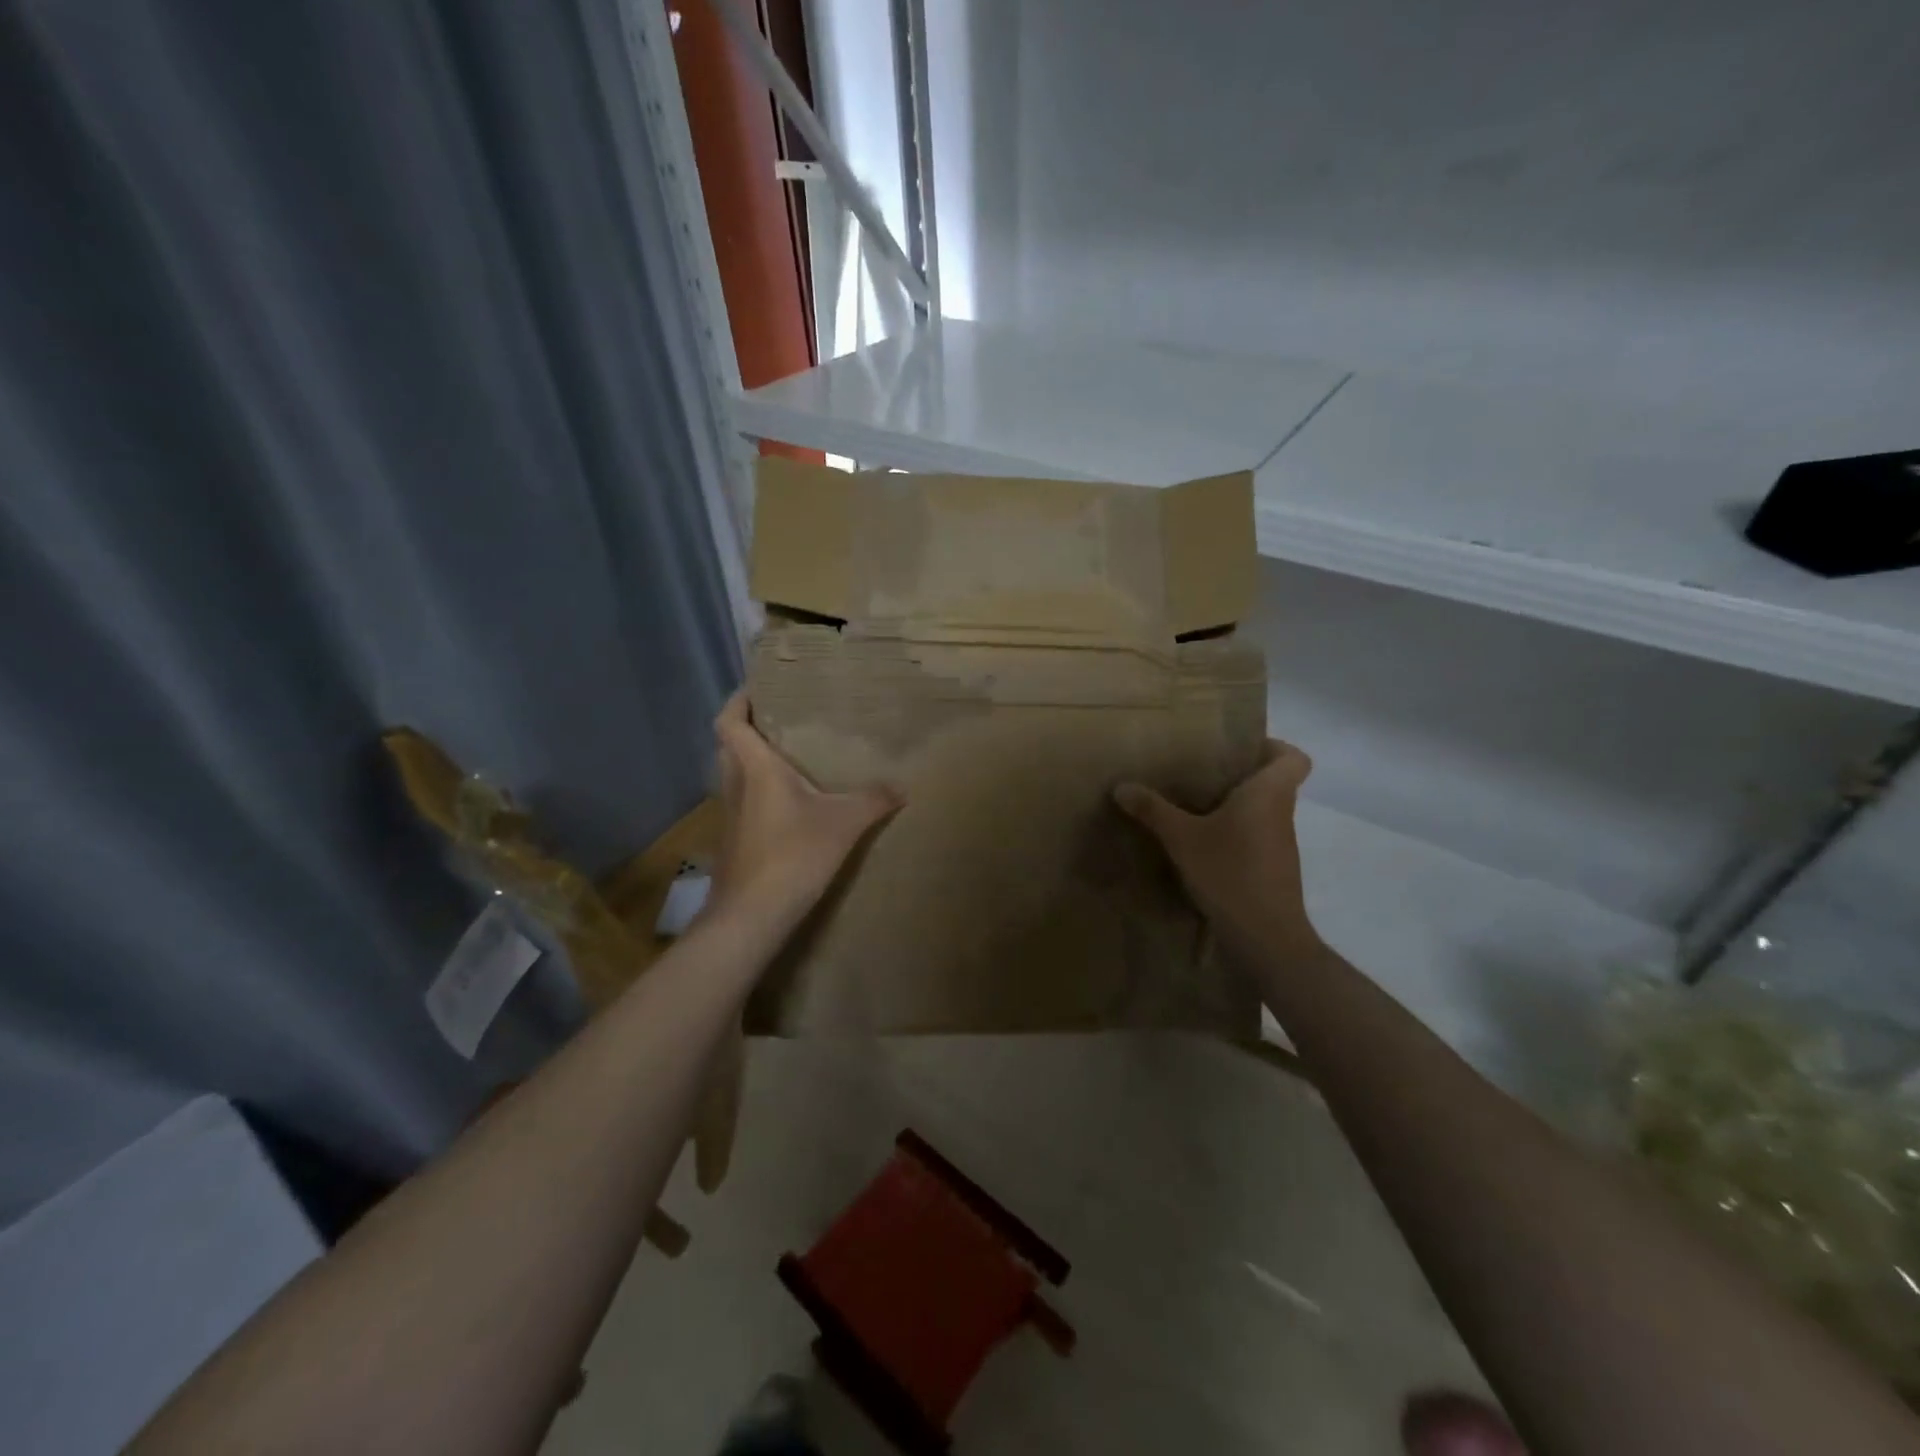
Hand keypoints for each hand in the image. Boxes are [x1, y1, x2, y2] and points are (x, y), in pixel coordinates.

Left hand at [708, 692, 901, 932]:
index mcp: (755, 768)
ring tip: (788, 759)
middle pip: (729, 746)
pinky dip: (758, 794)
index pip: (729, 722)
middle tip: (780, 721)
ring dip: (752, 762)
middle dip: (747, 729)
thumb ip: (874, 800)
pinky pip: (743, 803)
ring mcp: (730, 816)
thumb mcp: (844, 823)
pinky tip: (787, 807)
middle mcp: (735, 785)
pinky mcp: (734, 842)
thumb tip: (903, 786)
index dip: (737, 701)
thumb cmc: (793, 854)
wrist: (752, 915)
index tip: (756, 688)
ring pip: (734, 776)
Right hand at [1113, 739, 1318, 954]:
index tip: (1240, 749)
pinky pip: (1256, 838)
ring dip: (1235, 807)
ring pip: (1264, 811)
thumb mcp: (1182, 838)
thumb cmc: (1230, 873)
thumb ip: (1153, 810)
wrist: (1265, 937)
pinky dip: (1235, 835)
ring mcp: (1280, 844)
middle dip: (1241, 776)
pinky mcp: (1273, 869)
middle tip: (1202, 773)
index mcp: (1268, 794)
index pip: (1294, 758)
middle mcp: (1281, 814)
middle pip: (1274, 783)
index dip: (1273, 747)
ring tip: (1194, 806)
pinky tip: (1203, 845)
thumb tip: (1121, 786)